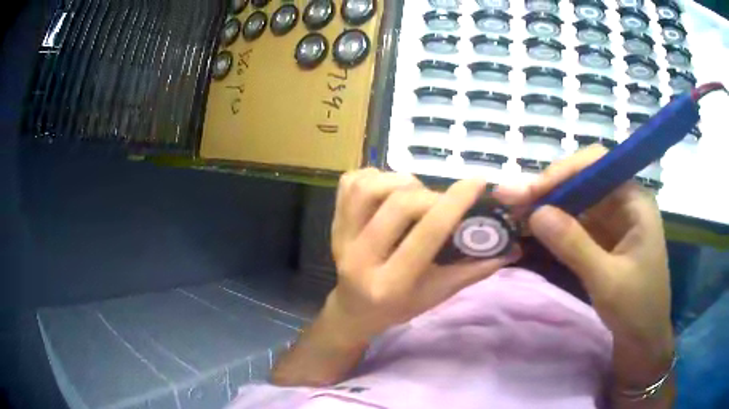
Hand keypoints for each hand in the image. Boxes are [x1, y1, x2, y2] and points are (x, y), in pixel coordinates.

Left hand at [327, 169, 521, 344]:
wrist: (354, 310)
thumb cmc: (399, 307)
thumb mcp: (438, 295)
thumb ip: (473, 270)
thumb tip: (511, 248)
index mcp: (391, 284)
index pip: (426, 234)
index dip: (454, 203)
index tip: (477, 182)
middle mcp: (360, 258)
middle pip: (399, 205)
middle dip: (429, 195)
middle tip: (440, 202)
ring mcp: (340, 238)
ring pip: (369, 187)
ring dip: (399, 181)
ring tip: (413, 194)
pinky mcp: (332, 223)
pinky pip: (350, 183)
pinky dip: (374, 176)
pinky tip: (388, 189)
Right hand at [495, 145, 673, 390]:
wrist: (643, 339)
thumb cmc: (636, 309)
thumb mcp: (607, 280)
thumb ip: (574, 245)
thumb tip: (535, 213)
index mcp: (635, 200)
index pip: (598, 164)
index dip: (565, 171)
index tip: (532, 191)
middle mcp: (624, 201)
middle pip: (584, 178)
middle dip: (550, 187)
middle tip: (513, 200)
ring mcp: (613, 219)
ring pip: (577, 198)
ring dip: (548, 204)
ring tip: (516, 211)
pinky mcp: (603, 237)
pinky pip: (576, 220)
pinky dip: (555, 223)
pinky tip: (534, 227)